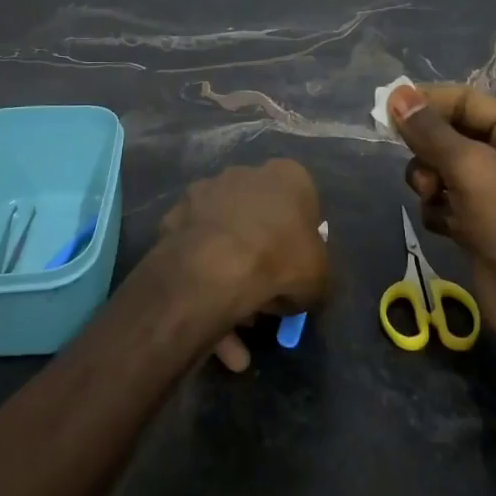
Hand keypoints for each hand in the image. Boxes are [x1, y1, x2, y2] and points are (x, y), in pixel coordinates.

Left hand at [148, 160, 330, 372]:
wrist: (216, 266)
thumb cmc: (281, 260)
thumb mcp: (320, 277)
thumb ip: (314, 273)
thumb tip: (299, 285)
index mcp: (287, 176)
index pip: (300, 203)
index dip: (298, 240)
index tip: (294, 269)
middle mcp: (244, 173)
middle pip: (257, 217)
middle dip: (259, 255)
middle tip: (262, 297)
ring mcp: (204, 192)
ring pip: (223, 235)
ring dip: (229, 272)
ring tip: (232, 322)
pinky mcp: (174, 215)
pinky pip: (195, 250)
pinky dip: (200, 278)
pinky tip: (207, 316)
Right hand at [387, 83, 495, 382]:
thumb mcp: (471, 170)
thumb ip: (429, 132)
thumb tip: (396, 93)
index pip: (467, 101)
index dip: (427, 102)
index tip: (386, 106)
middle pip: (451, 135)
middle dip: (430, 152)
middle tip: (419, 167)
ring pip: (442, 169)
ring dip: (431, 183)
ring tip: (435, 199)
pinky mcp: (482, 223)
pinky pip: (445, 200)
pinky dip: (438, 210)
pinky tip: (446, 226)